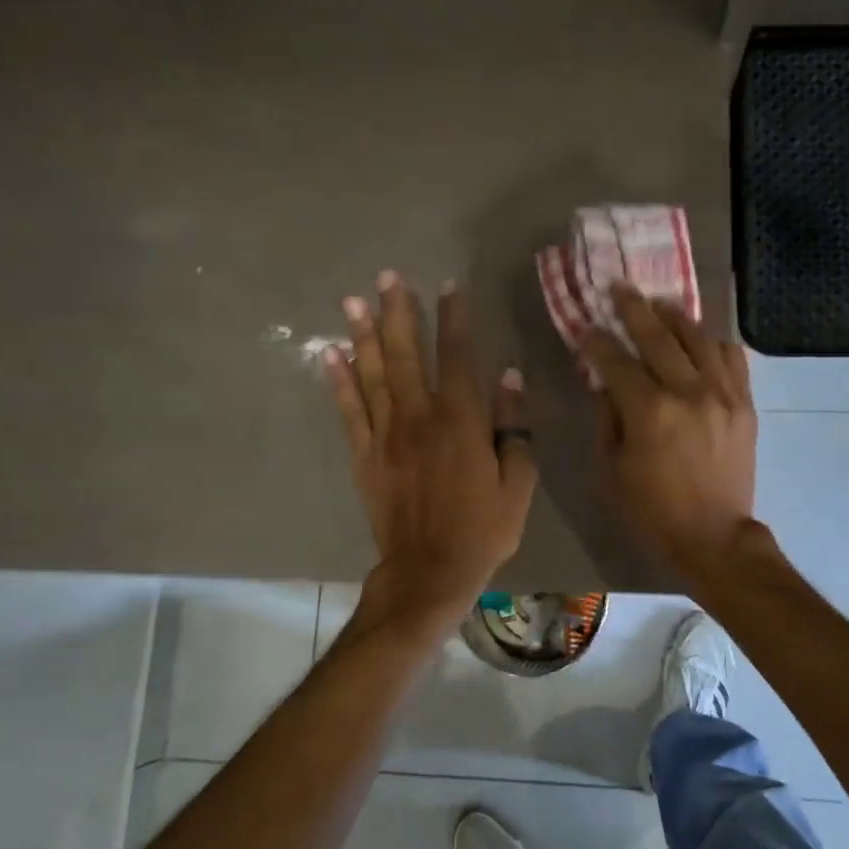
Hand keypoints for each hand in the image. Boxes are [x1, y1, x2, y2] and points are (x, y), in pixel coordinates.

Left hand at [326, 272, 537, 623]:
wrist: (429, 571)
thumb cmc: (482, 530)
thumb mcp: (517, 484)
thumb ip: (513, 429)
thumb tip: (508, 379)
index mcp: (461, 422)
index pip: (458, 357)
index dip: (454, 318)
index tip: (449, 286)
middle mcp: (420, 418)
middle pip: (407, 354)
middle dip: (398, 312)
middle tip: (387, 277)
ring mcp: (386, 436)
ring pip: (373, 374)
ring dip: (363, 335)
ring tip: (352, 301)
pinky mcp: (364, 456)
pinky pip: (349, 411)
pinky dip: (339, 381)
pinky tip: (331, 355)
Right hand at [581, 282, 758, 581]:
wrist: (713, 537)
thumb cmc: (651, 511)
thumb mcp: (611, 469)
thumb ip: (607, 419)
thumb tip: (606, 383)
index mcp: (649, 412)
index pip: (616, 361)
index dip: (596, 340)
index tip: (584, 326)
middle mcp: (688, 392)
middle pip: (658, 336)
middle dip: (633, 308)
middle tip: (620, 288)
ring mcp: (722, 395)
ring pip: (699, 338)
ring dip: (676, 316)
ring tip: (660, 304)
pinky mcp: (744, 404)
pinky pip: (732, 358)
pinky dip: (714, 341)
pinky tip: (701, 337)